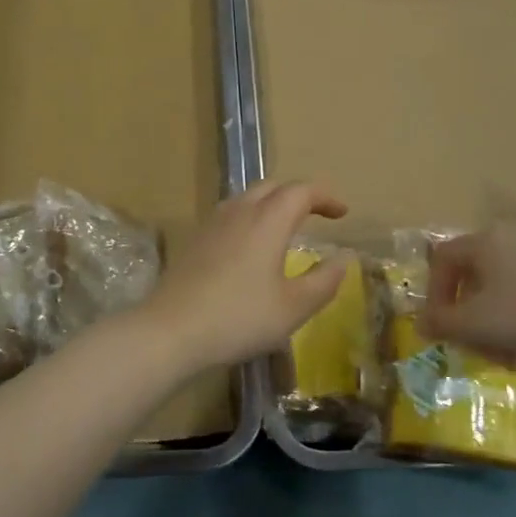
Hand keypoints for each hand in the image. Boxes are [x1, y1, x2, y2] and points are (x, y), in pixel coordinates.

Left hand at [133, 180, 348, 373]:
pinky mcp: (196, 239)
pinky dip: (251, 216)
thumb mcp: (294, 307)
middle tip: (317, 215)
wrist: (172, 329)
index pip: (302, 191)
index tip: (342, 212)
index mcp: (268, 220)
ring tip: (286, 226)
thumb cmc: (240, 318)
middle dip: (300, 195)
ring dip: (273, 203)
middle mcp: (240, 211)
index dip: (325, 197)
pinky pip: (231, 213)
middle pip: (273, 187)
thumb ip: (324, 280)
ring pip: (249, 197)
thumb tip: (343, 257)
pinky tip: (251, 244)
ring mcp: (213, 223)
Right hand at [422, 224, 515, 358]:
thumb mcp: (477, 323)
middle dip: (471, 317)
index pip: (442, 259)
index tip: (442, 325)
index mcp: (483, 242)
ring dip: (498, 324)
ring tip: (510, 357)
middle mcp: (510, 238)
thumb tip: (420, 322)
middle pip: (475, 277)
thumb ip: (442, 323)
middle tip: (477, 348)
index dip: (434, 293)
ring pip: (505, 289)